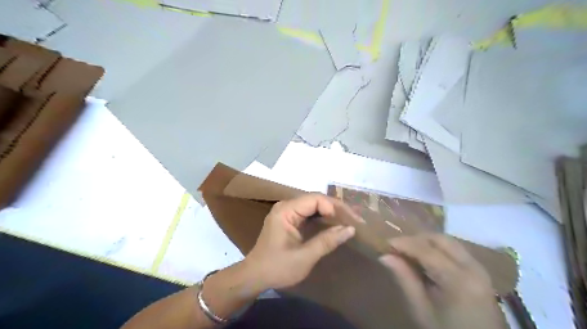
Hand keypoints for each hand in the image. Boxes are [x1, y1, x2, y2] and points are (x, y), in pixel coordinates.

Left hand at [244, 193, 355, 289]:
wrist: (255, 276)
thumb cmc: (277, 267)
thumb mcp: (304, 257)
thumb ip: (327, 241)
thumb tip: (350, 229)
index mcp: (286, 210)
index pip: (315, 199)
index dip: (335, 207)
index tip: (350, 222)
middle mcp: (286, 206)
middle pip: (316, 200)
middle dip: (336, 208)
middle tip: (355, 220)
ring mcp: (287, 212)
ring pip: (314, 206)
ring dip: (331, 213)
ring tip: (349, 221)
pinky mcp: (289, 219)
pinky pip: (310, 213)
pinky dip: (323, 218)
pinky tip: (335, 224)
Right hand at [379, 233, 506, 328]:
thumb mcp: (422, 310)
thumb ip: (405, 279)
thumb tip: (385, 256)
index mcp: (458, 280)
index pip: (426, 250)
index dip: (404, 243)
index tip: (386, 243)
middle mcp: (472, 267)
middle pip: (440, 239)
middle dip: (416, 238)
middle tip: (397, 247)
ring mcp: (478, 267)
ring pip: (447, 241)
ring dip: (426, 242)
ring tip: (409, 251)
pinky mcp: (479, 270)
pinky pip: (454, 249)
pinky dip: (437, 248)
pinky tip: (425, 258)